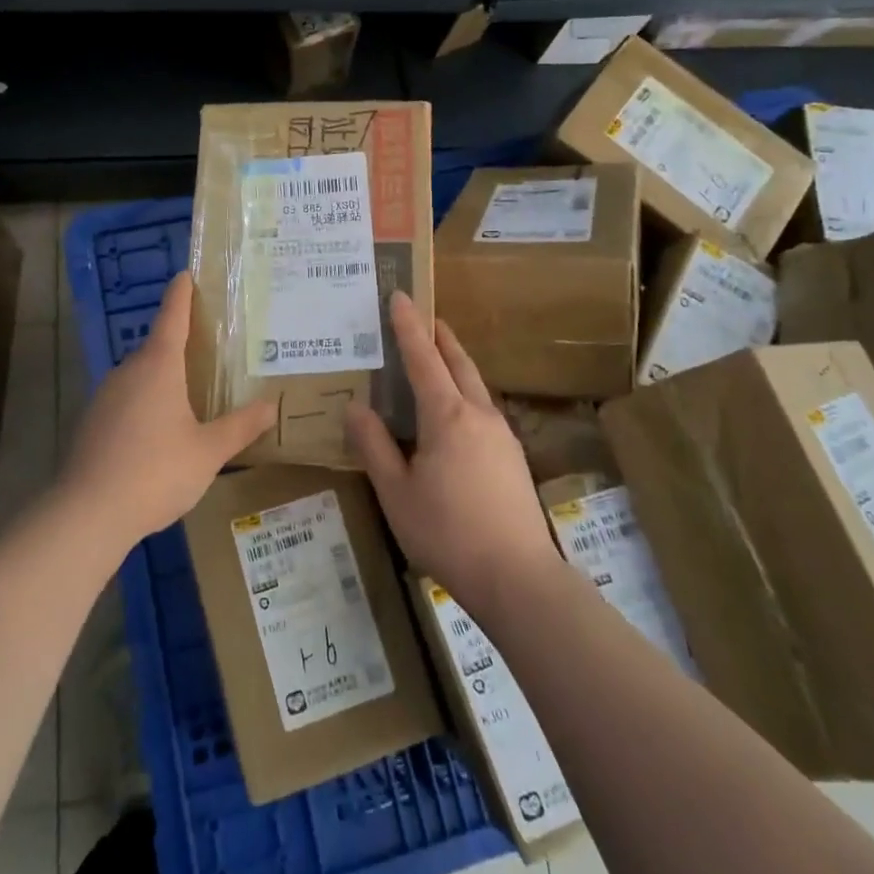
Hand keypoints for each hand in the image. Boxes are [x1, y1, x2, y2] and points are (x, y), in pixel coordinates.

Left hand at [60, 271, 276, 546]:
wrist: (88, 513)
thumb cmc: (156, 472)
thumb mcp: (209, 451)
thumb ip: (240, 426)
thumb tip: (271, 405)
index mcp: (159, 366)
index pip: (172, 316)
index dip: (181, 294)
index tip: (186, 274)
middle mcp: (129, 371)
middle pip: (157, 346)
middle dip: (180, 342)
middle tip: (211, 346)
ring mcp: (105, 396)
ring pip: (141, 375)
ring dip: (163, 376)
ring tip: (191, 391)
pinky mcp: (93, 422)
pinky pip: (126, 398)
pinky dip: (146, 401)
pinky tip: (160, 429)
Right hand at [346, 292, 558, 609]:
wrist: (518, 577)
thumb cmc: (447, 532)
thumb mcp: (396, 492)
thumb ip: (374, 446)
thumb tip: (355, 407)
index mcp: (447, 416)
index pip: (423, 359)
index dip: (408, 327)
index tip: (400, 296)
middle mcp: (478, 414)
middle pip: (458, 362)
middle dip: (439, 336)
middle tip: (423, 316)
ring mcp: (501, 434)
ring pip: (475, 383)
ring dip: (455, 362)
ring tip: (438, 355)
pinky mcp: (512, 456)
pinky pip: (483, 406)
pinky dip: (465, 390)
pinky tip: (455, 410)